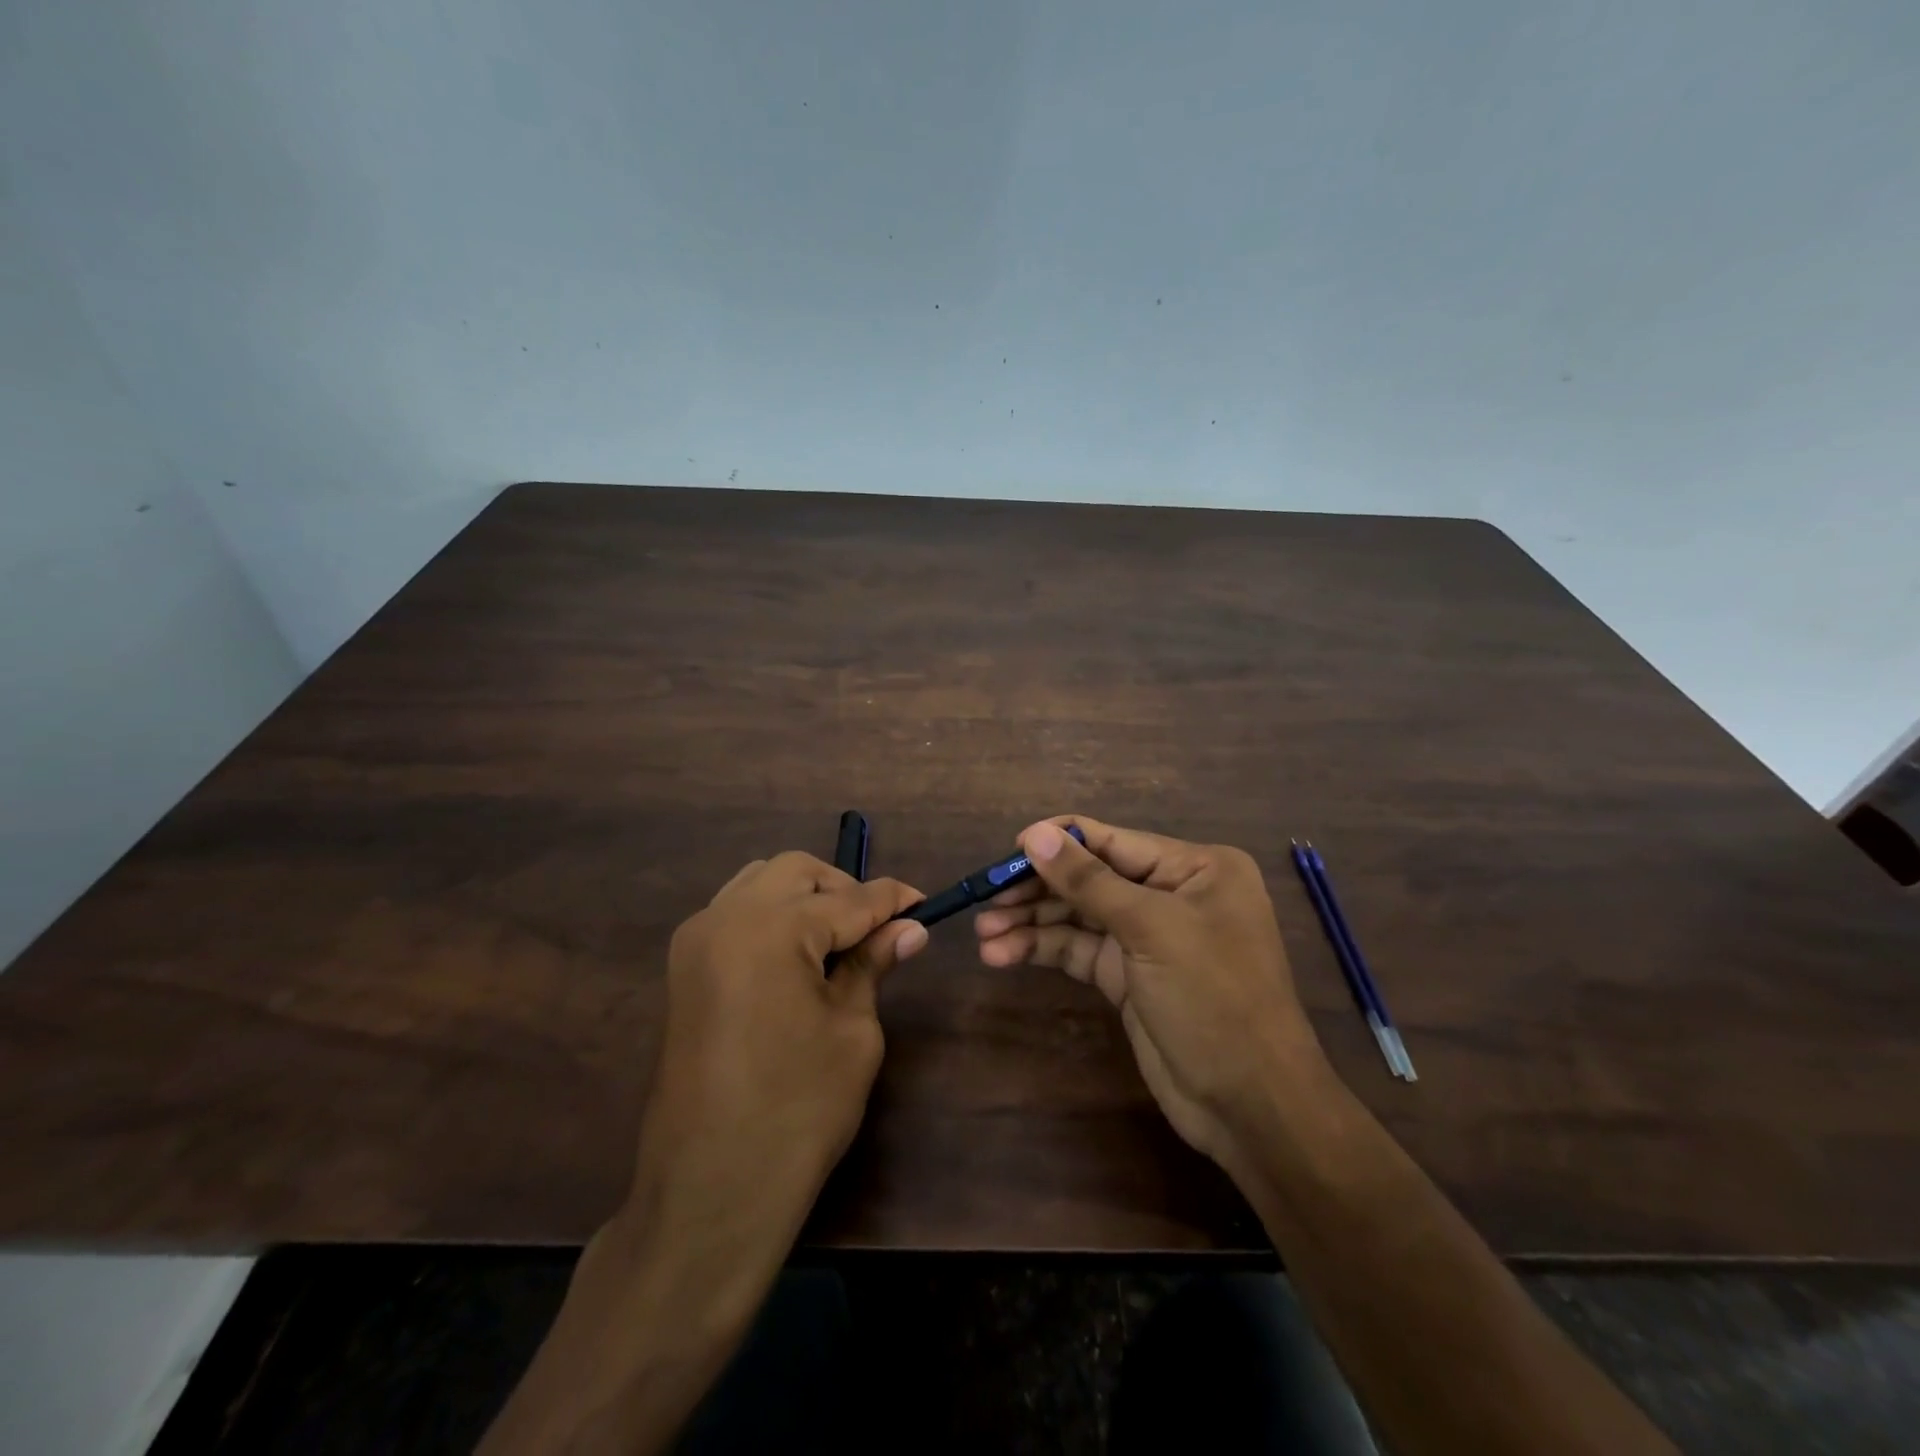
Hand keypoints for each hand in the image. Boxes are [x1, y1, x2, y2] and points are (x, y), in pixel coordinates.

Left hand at [480, 853, 925, 1455]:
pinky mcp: (684, 968)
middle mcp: (724, 917)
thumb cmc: (798, 1112)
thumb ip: (872, 965)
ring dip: (804, 897)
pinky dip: (772, 916)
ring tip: (839, 941)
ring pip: (759, 883)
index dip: (892, 900)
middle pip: (796, 872)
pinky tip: (798, 956)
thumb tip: (909, 927)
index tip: (924, 904)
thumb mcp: (852, 1031)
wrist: (711, 1191)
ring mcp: (696, 941)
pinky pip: (735, 913)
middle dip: (843, 889)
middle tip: (878, 928)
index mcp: (770, 929)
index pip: (849, 898)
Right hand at [973, 817, 1330, 1175]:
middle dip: (1038, 890)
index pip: (1113, 841)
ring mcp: (1149, 938)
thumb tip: (1034, 834)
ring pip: (1079, 916)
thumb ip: (1088, 881)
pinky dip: (1044, 950)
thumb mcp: (1150, 930)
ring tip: (984, 934)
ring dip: (1032, 923)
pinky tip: (1004, 954)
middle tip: (986, 901)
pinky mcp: (1129, 976)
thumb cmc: (1214, 998)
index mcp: (1194, 868)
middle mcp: (1172, 894)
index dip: (1058, 843)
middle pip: (1091, 878)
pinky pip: (1080, 950)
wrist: (1251, 1105)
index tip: (1006, 853)